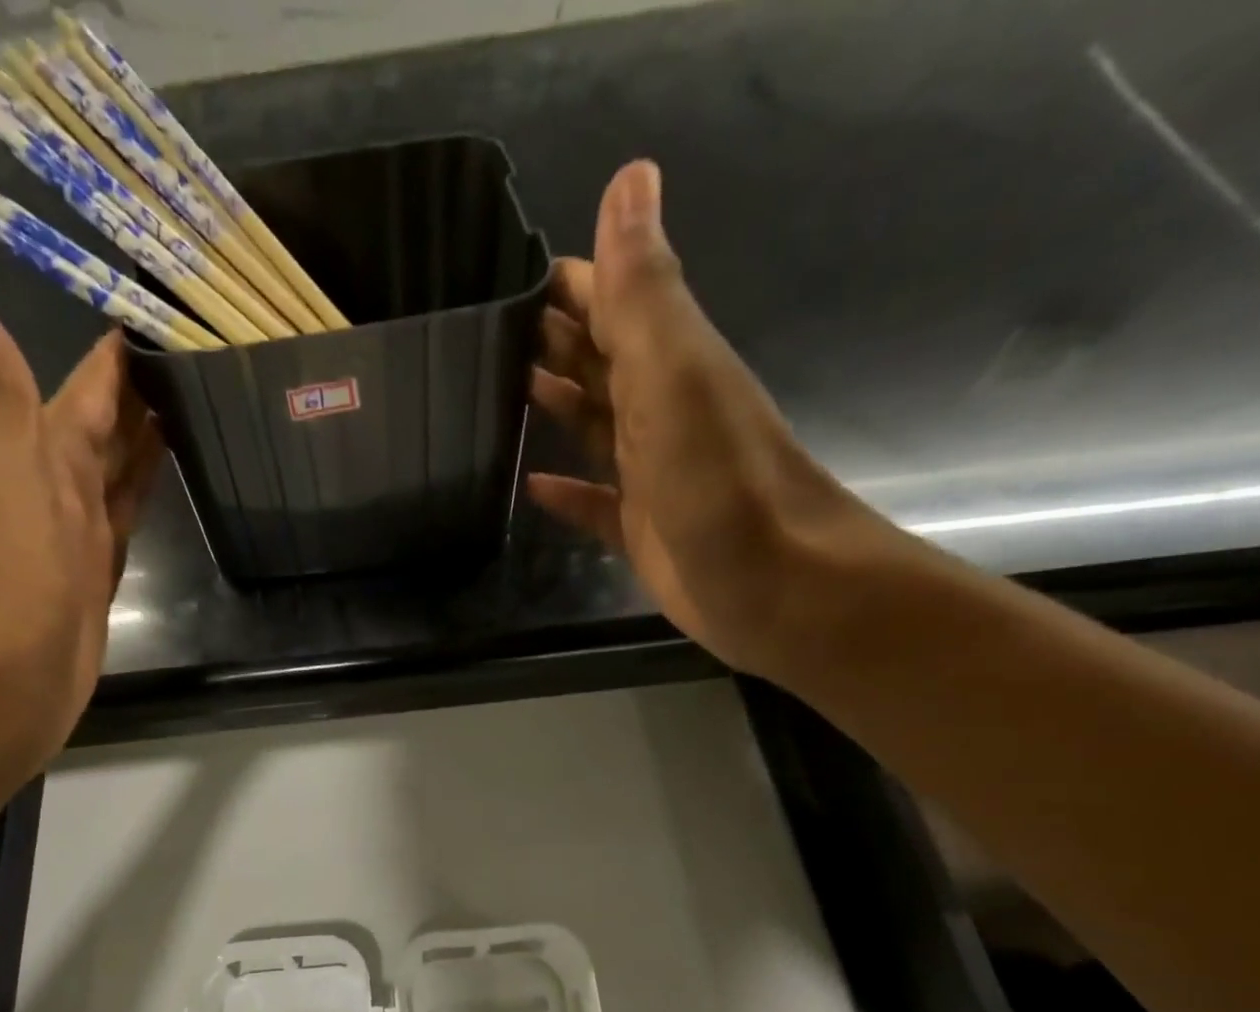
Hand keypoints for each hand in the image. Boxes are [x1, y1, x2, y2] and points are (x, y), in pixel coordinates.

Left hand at [0, 280, 161, 776]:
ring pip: (120, 470)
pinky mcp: (101, 575)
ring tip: (200, 402)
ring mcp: (80, 534)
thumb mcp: (4, 477)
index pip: (86, 388)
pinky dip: (147, 490)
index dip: (118, 353)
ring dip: (150, 437)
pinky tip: (173, 474)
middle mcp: (57, 487)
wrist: (1, 687)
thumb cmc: (6, 581)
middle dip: (144, 390)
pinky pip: (129, 516)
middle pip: (106, 427)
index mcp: (37, 455)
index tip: (164, 309)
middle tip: (203, 353)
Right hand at [528, 161, 887, 675]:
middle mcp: (660, 409)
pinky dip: (564, 491)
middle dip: (550, 341)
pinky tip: (529, 485)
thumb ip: (644, 291)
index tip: (501, 272)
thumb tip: (628, 176)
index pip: (612, 300)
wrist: (777, 586)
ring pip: (595, 425)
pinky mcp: (639, 529)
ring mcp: (651, 472)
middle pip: (598, 361)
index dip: (566, 281)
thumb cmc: (722, 480)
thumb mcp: (677, 375)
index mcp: (668, 362)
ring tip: (497, 392)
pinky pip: (592, 501)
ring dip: (555, 404)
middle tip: (482, 334)